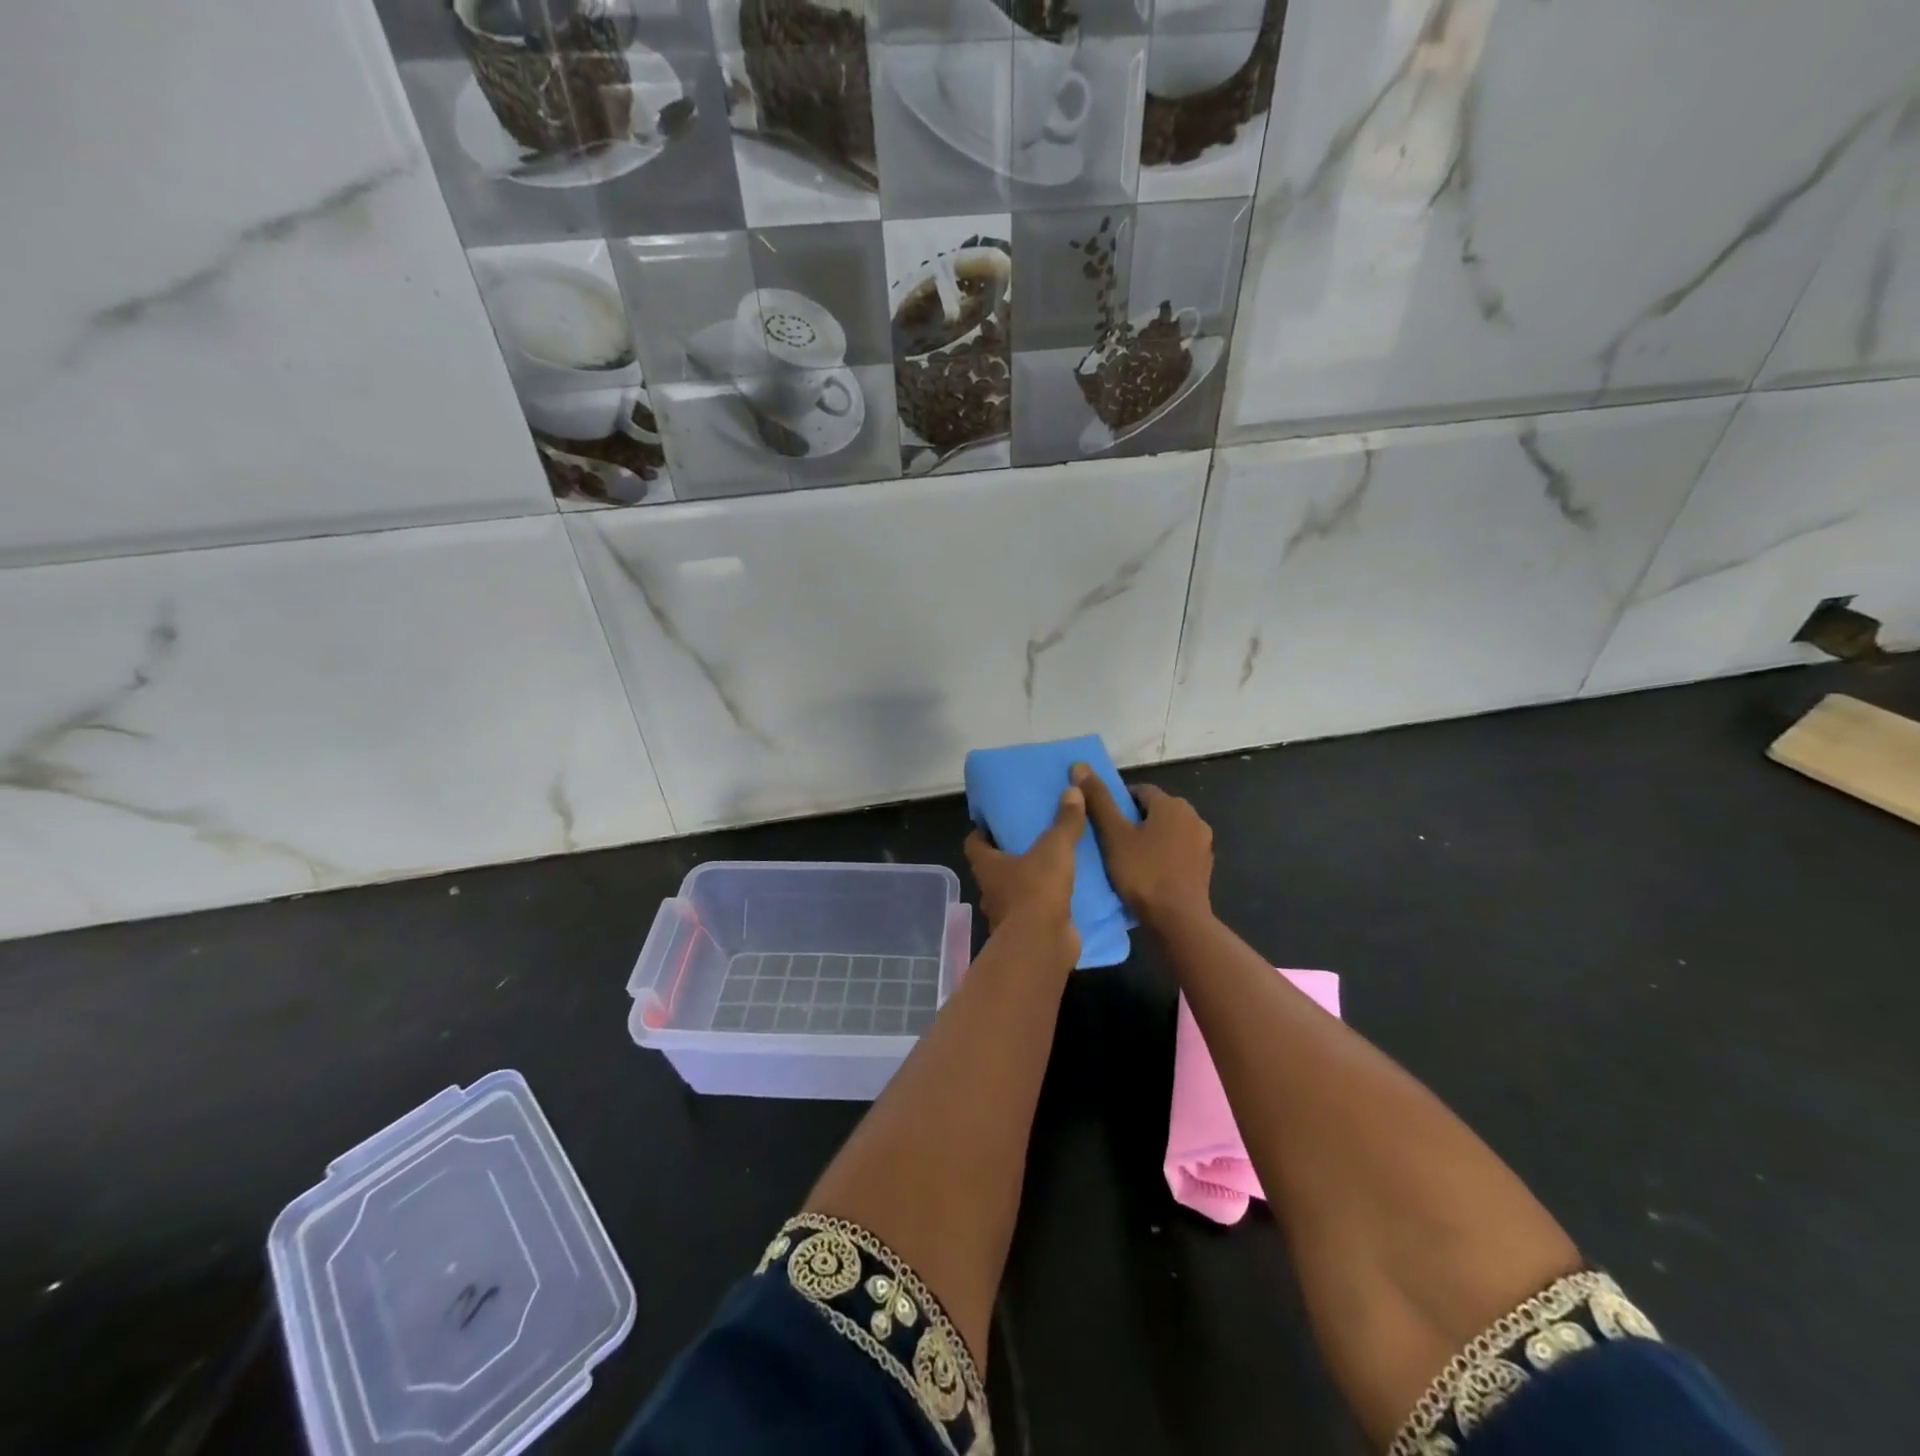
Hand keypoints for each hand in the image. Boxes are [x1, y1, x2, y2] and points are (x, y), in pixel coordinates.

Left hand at [963, 786, 1084, 967]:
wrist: (1042, 945)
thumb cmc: (1036, 890)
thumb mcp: (1054, 848)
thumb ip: (1064, 821)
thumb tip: (1072, 789)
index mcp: (987, 866)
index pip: (974, 843)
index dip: (982, 831)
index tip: (998, 820)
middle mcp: (991, 891)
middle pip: (995, 867)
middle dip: (1011, 854)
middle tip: (1034, 836)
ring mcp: (1008, 915)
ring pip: (1016, 891)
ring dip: (1031, 880)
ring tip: (1056, 862)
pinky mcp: (1029, 932)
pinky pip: (1037, 912)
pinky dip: (1049, 903)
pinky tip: (1070, 892)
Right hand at [1071, 764, 1213, 929]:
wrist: (1179, 920)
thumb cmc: (1143, 873)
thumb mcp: (1114, 835)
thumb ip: (1099, 800)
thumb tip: (1080, 765)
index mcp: (1171, 804)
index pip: (1139, 791)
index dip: (1118, 803)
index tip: (1104, 822)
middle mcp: (1192, 816)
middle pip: (1156, 809)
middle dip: (1135, 820)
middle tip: (1113, 840)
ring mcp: (1203, 842)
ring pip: (1168, 830)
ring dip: (1151, 837)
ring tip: (1129, 857)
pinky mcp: (1205, 865)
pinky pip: (1179, 850)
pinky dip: (1164, 854)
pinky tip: (1150, 872)